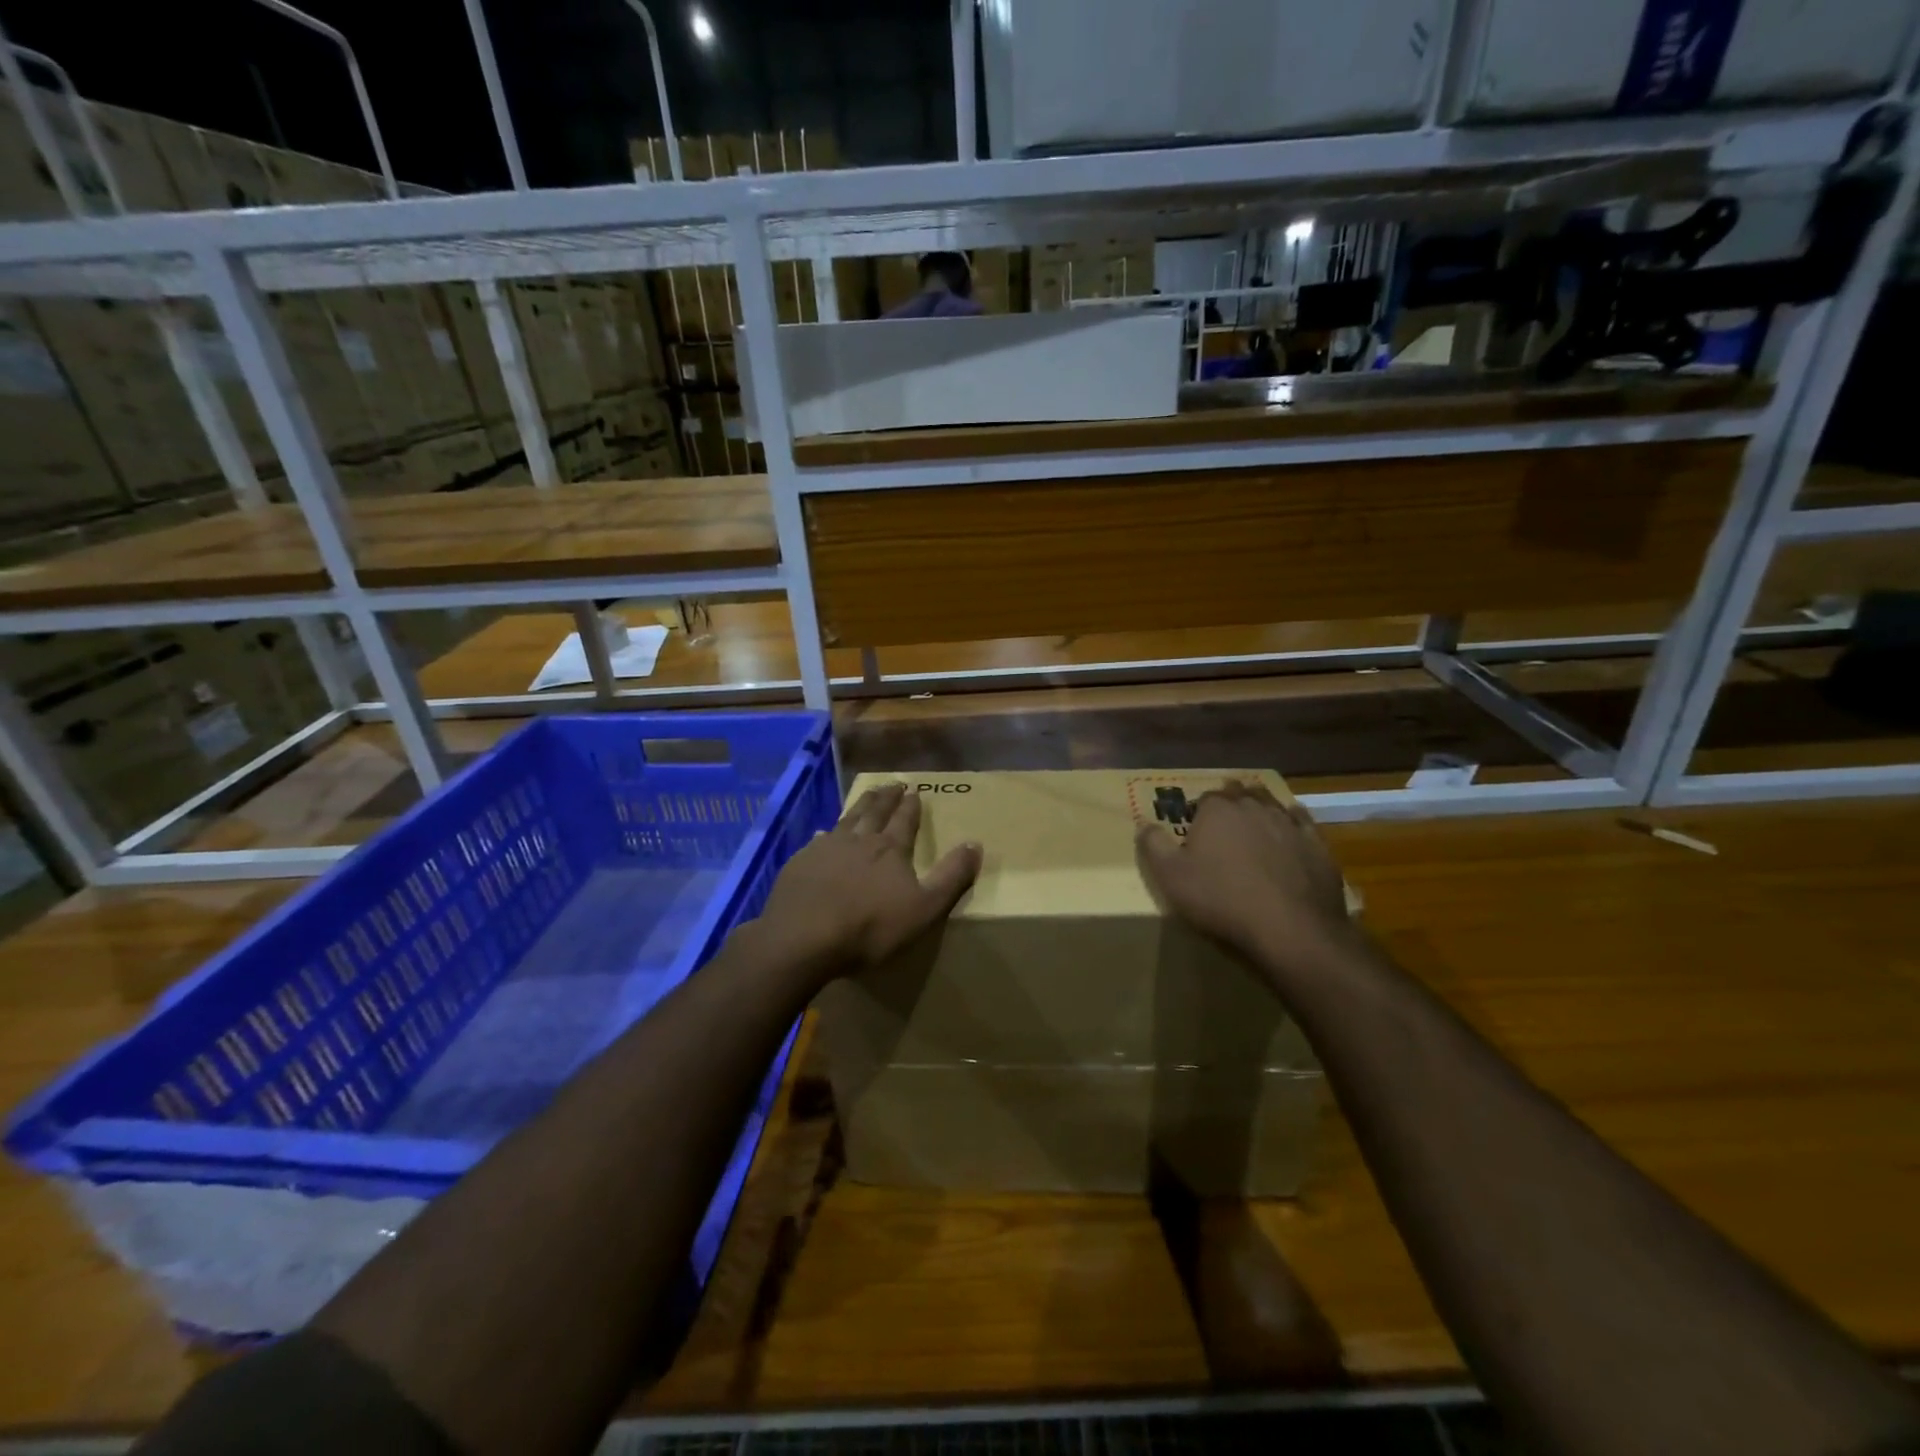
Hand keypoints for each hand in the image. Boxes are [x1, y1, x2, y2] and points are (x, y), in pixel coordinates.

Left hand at [755, 783, 981, 979]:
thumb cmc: (871, 927)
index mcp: (890, 849)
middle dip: (886, 797)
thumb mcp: (925, 907)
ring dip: (859, 806)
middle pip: (875, 812)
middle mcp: (859, 840)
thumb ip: (951, 876)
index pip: (905, 820)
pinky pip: (817, 840)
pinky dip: (826, 832)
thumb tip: (975, 844)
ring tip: (866, 796)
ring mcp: (826, 848)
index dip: (911, 806)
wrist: (804, 938)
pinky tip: (823, 833)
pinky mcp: (800, 863)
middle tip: (892, 784)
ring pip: (846, 819)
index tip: (914, 790)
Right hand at [1136, 781, 1354, 972]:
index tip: (1194, 828)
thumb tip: (1143, 823)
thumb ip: (1153, 845)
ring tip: (1254, 822)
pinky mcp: (1317, 846)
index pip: (1205, 798)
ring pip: (1272, 805)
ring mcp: (1290, 824)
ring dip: (1261, 809)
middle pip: (1240, 795)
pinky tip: (1291, 830)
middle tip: (1222, 823)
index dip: (1199, 811)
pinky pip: (1303, 824)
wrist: (1290, 930)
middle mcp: (1254, 807)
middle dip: (1231, 803)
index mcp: (1217, 810)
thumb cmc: (1221, 900)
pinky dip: (1294, 823)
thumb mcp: (1171, 877)